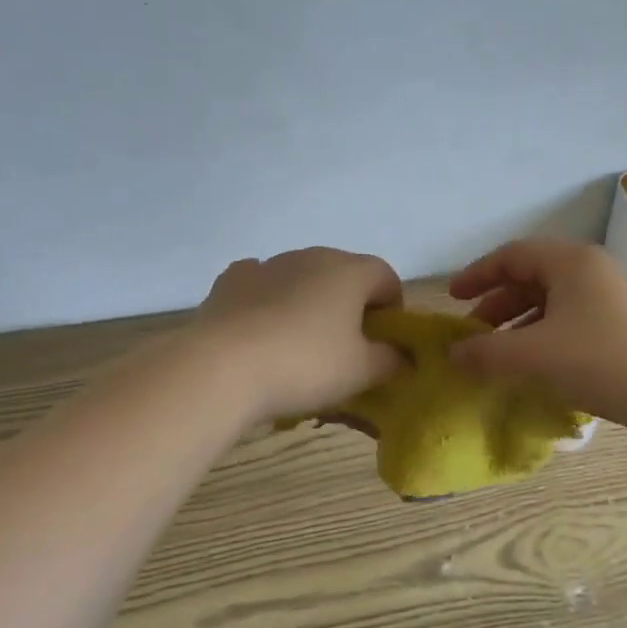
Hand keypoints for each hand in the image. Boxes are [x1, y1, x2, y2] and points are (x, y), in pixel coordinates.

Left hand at [194, 247, 404, 420]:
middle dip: (351, 305)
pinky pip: (262, 283)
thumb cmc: (306, 365)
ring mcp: (268, 264)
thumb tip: (402, 355)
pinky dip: (269, 299)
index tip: (383, 342)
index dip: (392, 309)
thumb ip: (392, 359)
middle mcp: (312, 256)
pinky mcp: (232, 280)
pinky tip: (263, 328)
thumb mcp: (362, 371)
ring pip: (302, 277)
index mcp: (350, 271)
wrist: (223, 367)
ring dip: (310, 302)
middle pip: (345, 274)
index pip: (387, 278)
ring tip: (300, 344)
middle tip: (345, 348)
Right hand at [449, 239, 626, 423]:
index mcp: (569, 262)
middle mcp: (590, 272)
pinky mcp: (620, 328)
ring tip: (497, 355)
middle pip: (531, 278)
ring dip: (518, 325)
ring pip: (550, 304)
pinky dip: (542, 339)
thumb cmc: (596, 359)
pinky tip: (532, 367)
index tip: (452, 298)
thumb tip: (452, 355)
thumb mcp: (531, 354)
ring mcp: (609, 300)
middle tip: (473, 333)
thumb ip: (485, 352)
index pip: (512, 255)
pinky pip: (568, 323)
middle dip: (496, 305)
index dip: (477, 275)